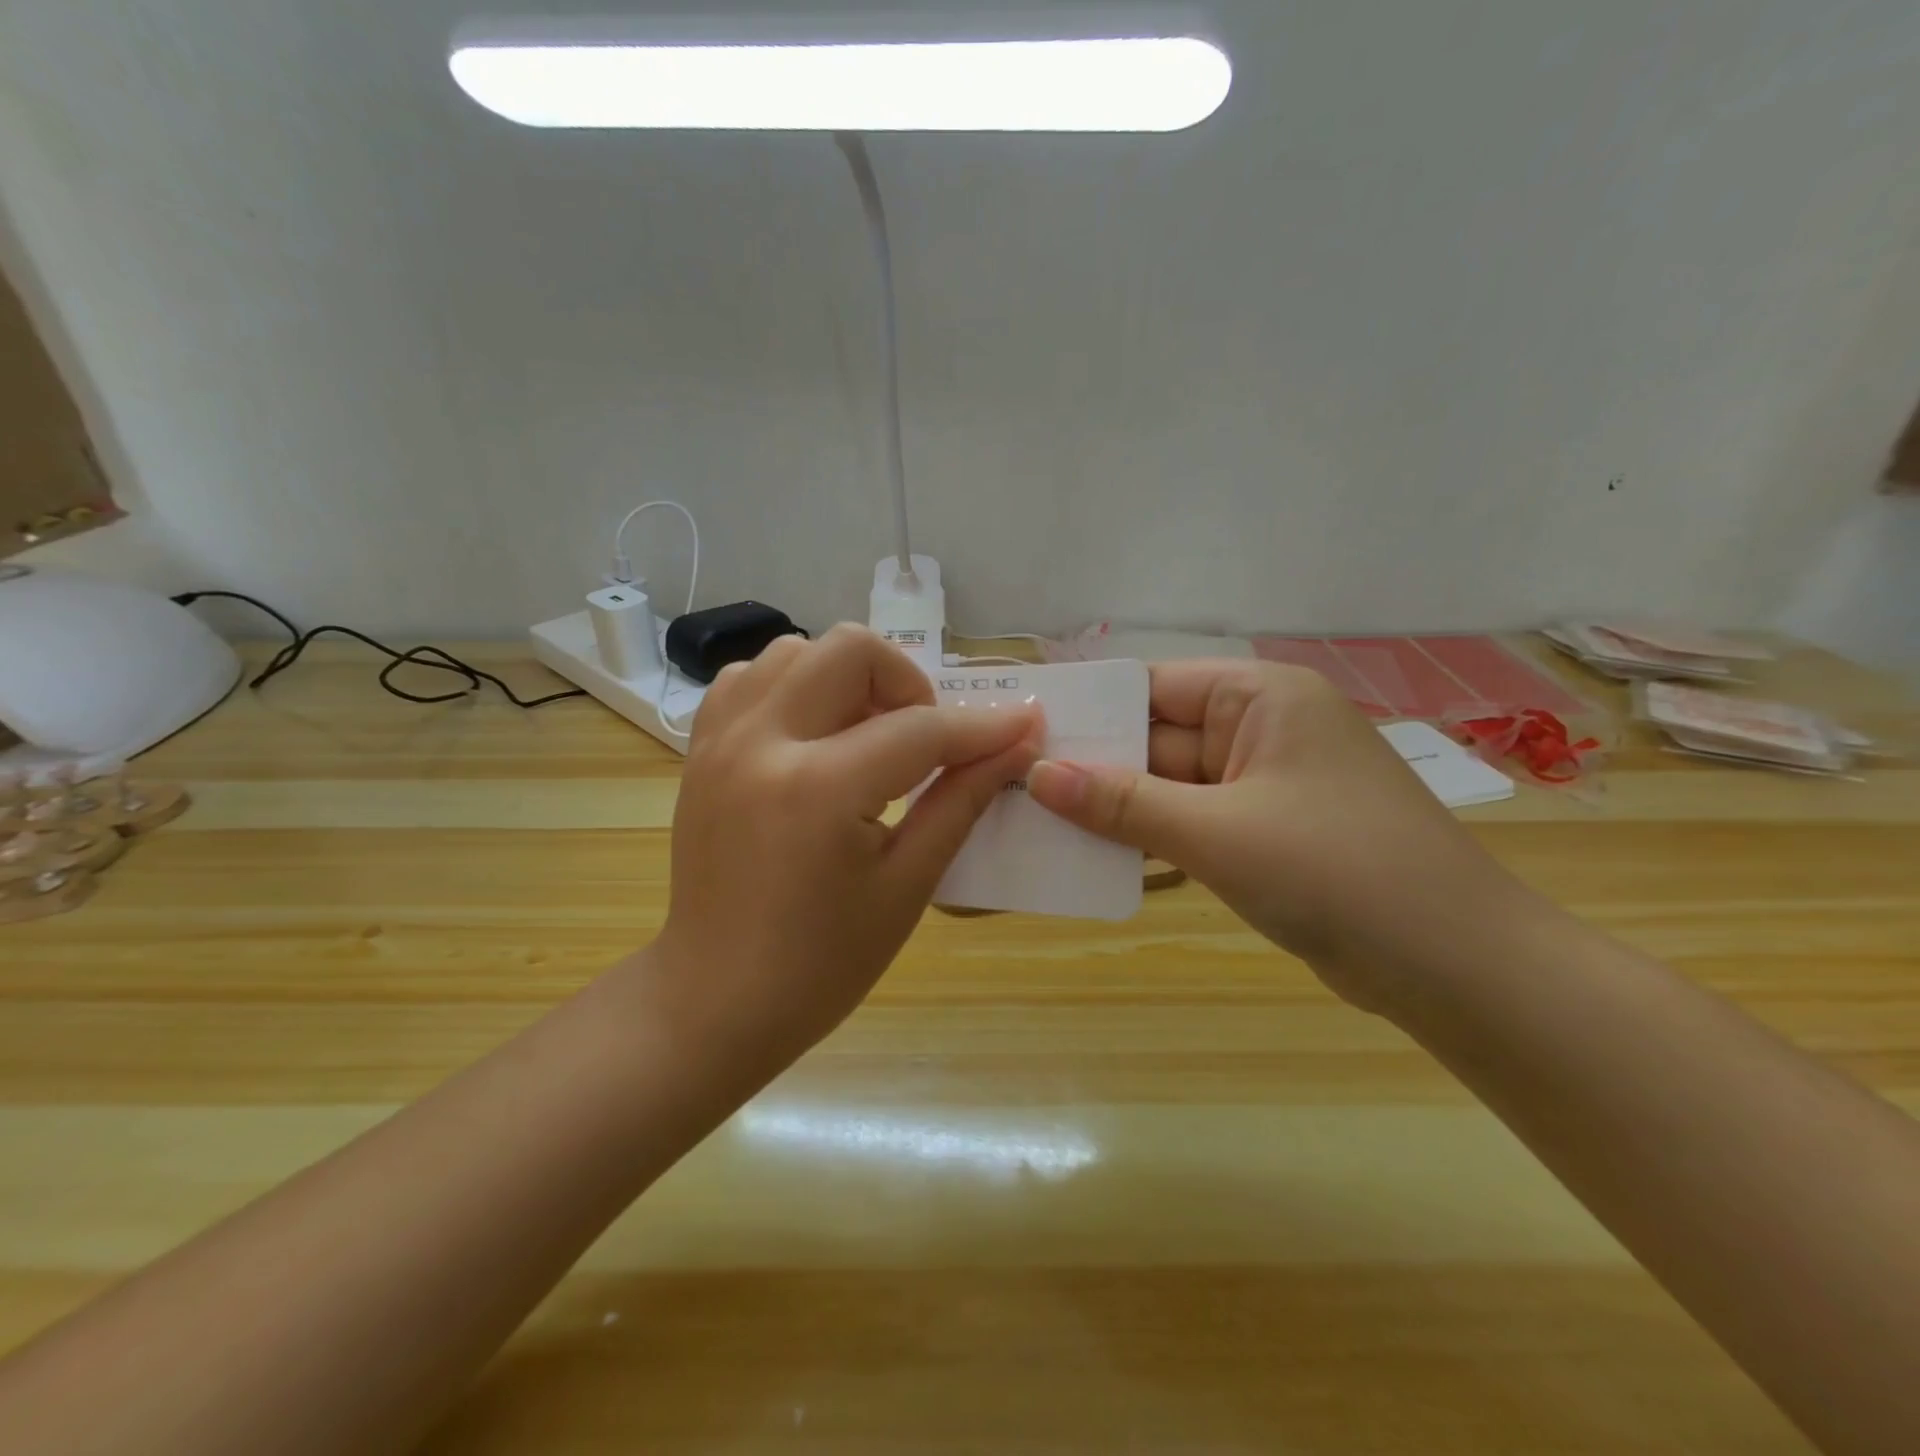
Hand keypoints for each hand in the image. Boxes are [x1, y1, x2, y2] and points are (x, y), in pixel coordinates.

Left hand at [649, 625, 1042, 1072]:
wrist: (716, 999)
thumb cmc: (821, 964)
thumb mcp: (907, 886)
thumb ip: (962, 801)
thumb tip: (1017, 745)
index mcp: (817, 790)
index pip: (920, 729)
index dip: (983, 727)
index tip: (1025, 724)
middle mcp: (761, 744)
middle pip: (850, 650)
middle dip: (907, 682)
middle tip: (924, 738)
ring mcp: (720, 741)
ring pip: (795, 650)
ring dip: (848, 679)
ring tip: (867, 738)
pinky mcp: (701, 750)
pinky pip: (750, 679)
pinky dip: (794, 689)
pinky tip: (815, 738)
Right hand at [1028, 661, 1527, 1014]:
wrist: (1457, 968)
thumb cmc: (1337, 874)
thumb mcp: (1217, 833)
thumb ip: (1123, 802)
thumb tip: (1037, 775)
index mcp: (1258, 697)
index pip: (1150, 686)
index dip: (1085, 710)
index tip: (1019, 734)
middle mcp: (1259, 728)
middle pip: (1155, 737)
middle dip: (1091, 765)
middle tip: (1010, 787)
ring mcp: (1263, 783)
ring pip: (1168, 784)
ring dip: (1114, 806)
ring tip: (1034, 822)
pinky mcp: (1264, 832)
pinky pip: (1189, 821)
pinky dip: (1148, 836)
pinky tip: (1090, 854)